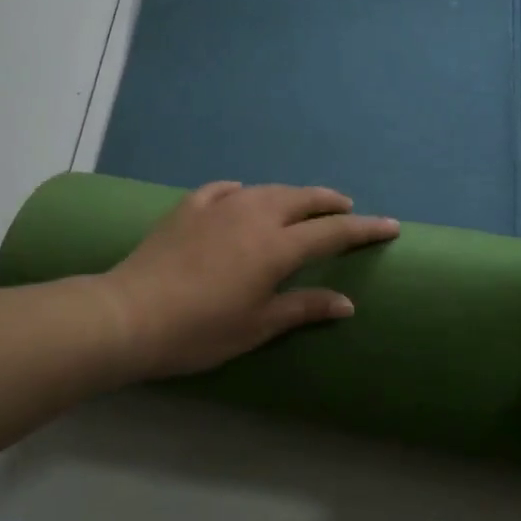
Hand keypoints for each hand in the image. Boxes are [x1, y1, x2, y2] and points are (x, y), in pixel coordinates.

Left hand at [98, 182, 399, 380]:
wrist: (129, 314)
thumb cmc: (200, 330)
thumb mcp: (257, 326)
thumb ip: (303, 307)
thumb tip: (345, 303)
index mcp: (276, 247)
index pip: (333, 233)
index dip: (364, 229)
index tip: (390, 225)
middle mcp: (254, 215)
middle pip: (303, 199)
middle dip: (330, 202)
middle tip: (347, 208)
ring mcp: (219, 206)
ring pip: (267, 189)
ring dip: (292, 194)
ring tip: (302, 203)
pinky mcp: (189, 207)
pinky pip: (226, 189)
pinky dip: (244, 192)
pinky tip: (242, 195)